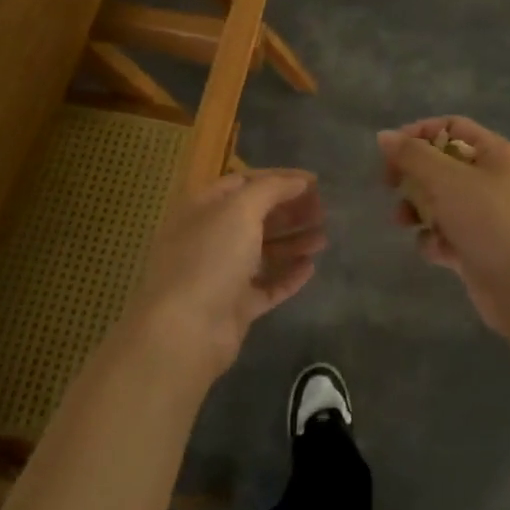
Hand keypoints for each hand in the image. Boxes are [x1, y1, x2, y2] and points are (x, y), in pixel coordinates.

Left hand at [122, 169, 325, 382]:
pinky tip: (311, 267)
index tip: (314, 183)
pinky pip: (266, 286)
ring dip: (293, 241)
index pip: (244, 182)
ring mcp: (221, 274)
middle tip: (323, 211)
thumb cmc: (210, 257)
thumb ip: (272, 189)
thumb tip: (299, 181)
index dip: (279, 179)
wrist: (186, 330)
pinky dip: (288, 275)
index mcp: (203, 208)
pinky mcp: (235, 306)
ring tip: (323, 238)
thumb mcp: (240, 210)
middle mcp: (210, 237)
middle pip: (255, 217)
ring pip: (263, 251)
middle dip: (289, 211)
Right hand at [378, 117, 509, 333]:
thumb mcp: (447, 180)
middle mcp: (493, 180)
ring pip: (440, 201)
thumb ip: (413, 155)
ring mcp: (487, 215)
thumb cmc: (490, 222)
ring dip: (417, 209)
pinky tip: (436, 251)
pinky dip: (435, 240)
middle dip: (413, 176)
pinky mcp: (479, 247)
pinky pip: (447, 233)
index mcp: (496, 154)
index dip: (419, 134)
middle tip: (390, 185)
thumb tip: (385, 135)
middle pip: (442, 165)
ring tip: (404, 222)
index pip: (452, 127)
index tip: (391, 151)